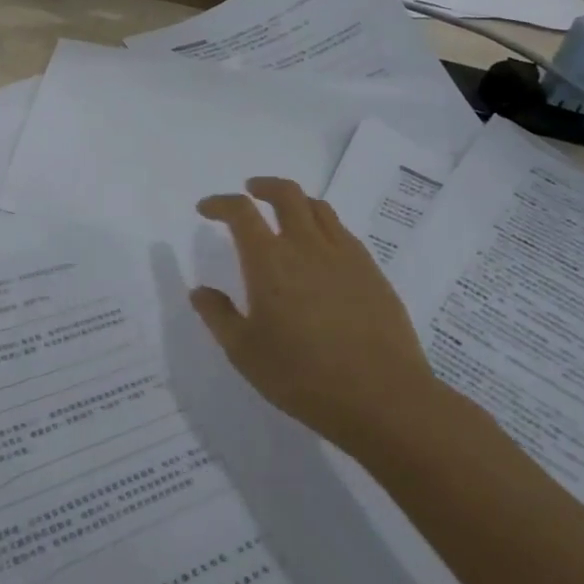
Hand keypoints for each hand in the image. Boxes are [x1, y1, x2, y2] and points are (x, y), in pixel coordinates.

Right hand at [191, 177, 434, 445]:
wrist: (383, 398)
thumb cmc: (302, 376)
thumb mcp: (244, 352)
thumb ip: (218, 316)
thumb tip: (201, 291)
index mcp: (269, 260)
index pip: (241, 212)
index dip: (220, 203)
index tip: (206, 209)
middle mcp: (307, 245)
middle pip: (286, 194)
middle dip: (263, 186)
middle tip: (250, 191)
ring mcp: (345, 255)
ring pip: (318, 208)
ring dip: (295, 201)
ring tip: (285, 214)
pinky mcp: (372, 271)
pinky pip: (342, 232)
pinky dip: (323, 226)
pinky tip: (320, 250)